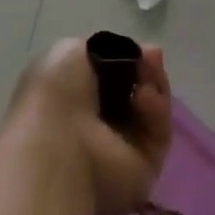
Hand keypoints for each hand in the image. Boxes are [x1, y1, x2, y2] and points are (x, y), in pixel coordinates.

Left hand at [6, 39, 172, 214]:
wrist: (58, 145)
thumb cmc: (55, 95)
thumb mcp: (68, 52)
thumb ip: (103, 49)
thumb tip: (133, 54)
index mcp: (74, 98)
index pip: (113, 74)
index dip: (127, 58)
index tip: (139, 48)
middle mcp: (98, 124)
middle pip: (137, 89)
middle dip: (146, 69)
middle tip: (151, 56)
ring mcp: (122, 146)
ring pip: (152, 108)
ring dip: (154, 84)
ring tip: (147, 74)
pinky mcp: (145, 166)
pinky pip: (159, 132)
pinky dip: (156, 110)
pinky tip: (144, 97)